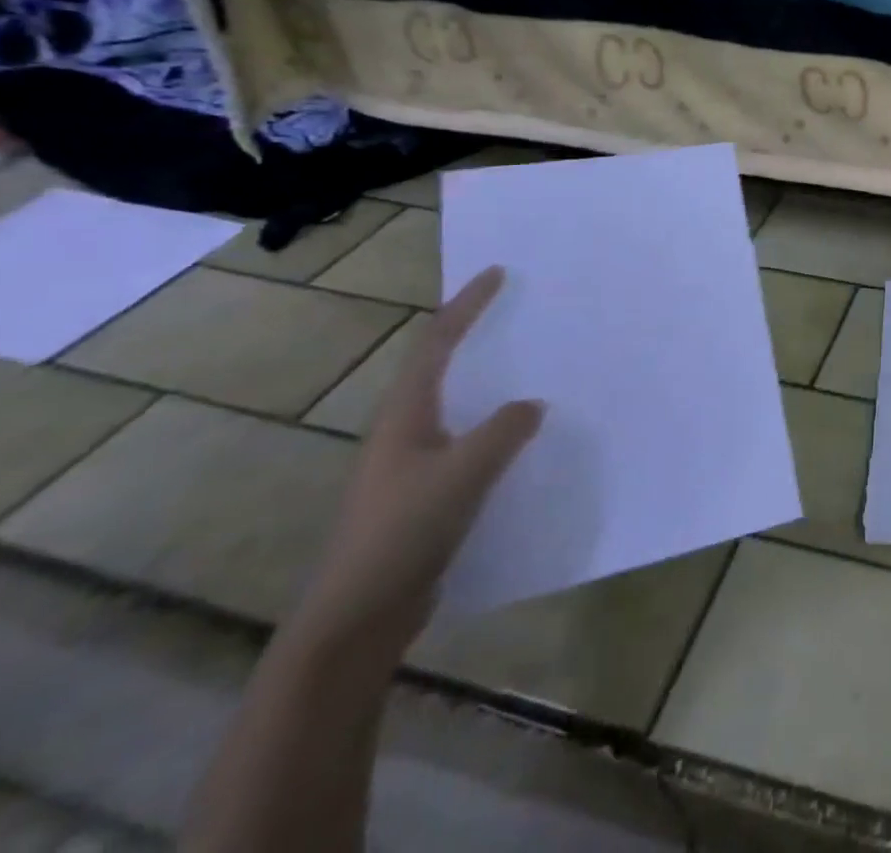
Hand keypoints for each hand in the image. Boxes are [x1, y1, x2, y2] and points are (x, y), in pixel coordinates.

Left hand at [297, 267, 543, 652]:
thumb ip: (504, 431)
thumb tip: (532, 405)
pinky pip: (468, 443)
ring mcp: (412, 465)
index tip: (497, 273)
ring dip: (490, 382)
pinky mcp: (426, 495)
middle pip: (441, 367)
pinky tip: (525, 440)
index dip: (466, 305)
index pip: (437, 342)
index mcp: (405, 415)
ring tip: (533, 368)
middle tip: (520, 313)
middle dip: (476, 335)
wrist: (357, 618)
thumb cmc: (403, 533)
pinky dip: (496, 427)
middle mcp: (404, 431)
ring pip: (458, 406)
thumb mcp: (464, 473)